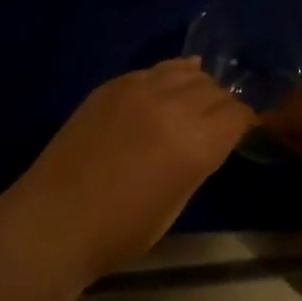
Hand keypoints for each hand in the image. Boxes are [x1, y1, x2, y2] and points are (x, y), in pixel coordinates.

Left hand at [10, 58, 254, 281]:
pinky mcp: (113, 84)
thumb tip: (208, 138)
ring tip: (196, 97)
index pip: (236, 114)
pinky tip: (170, 81)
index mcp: (195, 143)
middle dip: (223, 103)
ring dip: (197, 84)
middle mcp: (173, 105)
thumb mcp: (175, 203)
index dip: (245, 121)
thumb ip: (197, 161)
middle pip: (214, 89)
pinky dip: (169, 74)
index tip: (245, 128)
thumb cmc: (120, 230)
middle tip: (220, 119)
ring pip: (185, 71)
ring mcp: (140, 88)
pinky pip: (153, 69)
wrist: (56, 218)